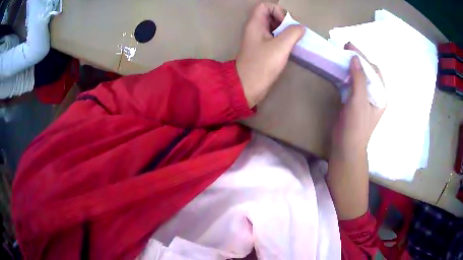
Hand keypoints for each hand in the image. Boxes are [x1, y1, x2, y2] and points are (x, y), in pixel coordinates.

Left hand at [236, 3, 304, 106]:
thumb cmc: (262, 65)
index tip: (286, 24)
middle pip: (271, 15)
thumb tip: (300, 27)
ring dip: (286, 31)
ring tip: (294, 40)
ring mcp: (259, 39)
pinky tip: (290, 48)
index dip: (278, 11)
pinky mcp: (263, 49)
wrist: (248, 86)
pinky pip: (274, 38)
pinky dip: (283, 40)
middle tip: (294, 33)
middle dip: (284, 21)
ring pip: (274, 27)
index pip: (265, 6)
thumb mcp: (280, 46)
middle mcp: (256, 29)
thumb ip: (292, 33)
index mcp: (255, 24)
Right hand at [327, 43, 385, 219]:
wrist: (346, 147)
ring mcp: (364, 99)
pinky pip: (352, 84)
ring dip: (352, 66)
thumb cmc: (356, 126)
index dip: (363, 57)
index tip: (350, 46)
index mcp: (381, 95)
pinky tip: (340, 69)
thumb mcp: (359, 101)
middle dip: (358, 59)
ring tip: (341, 55)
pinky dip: (346, 75)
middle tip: (345, 48)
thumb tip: (355, 58)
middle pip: (368, 72)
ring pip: (360, 77)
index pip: (374, 70)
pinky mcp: (354, 102)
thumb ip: (359, 79)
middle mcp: (375, 95)